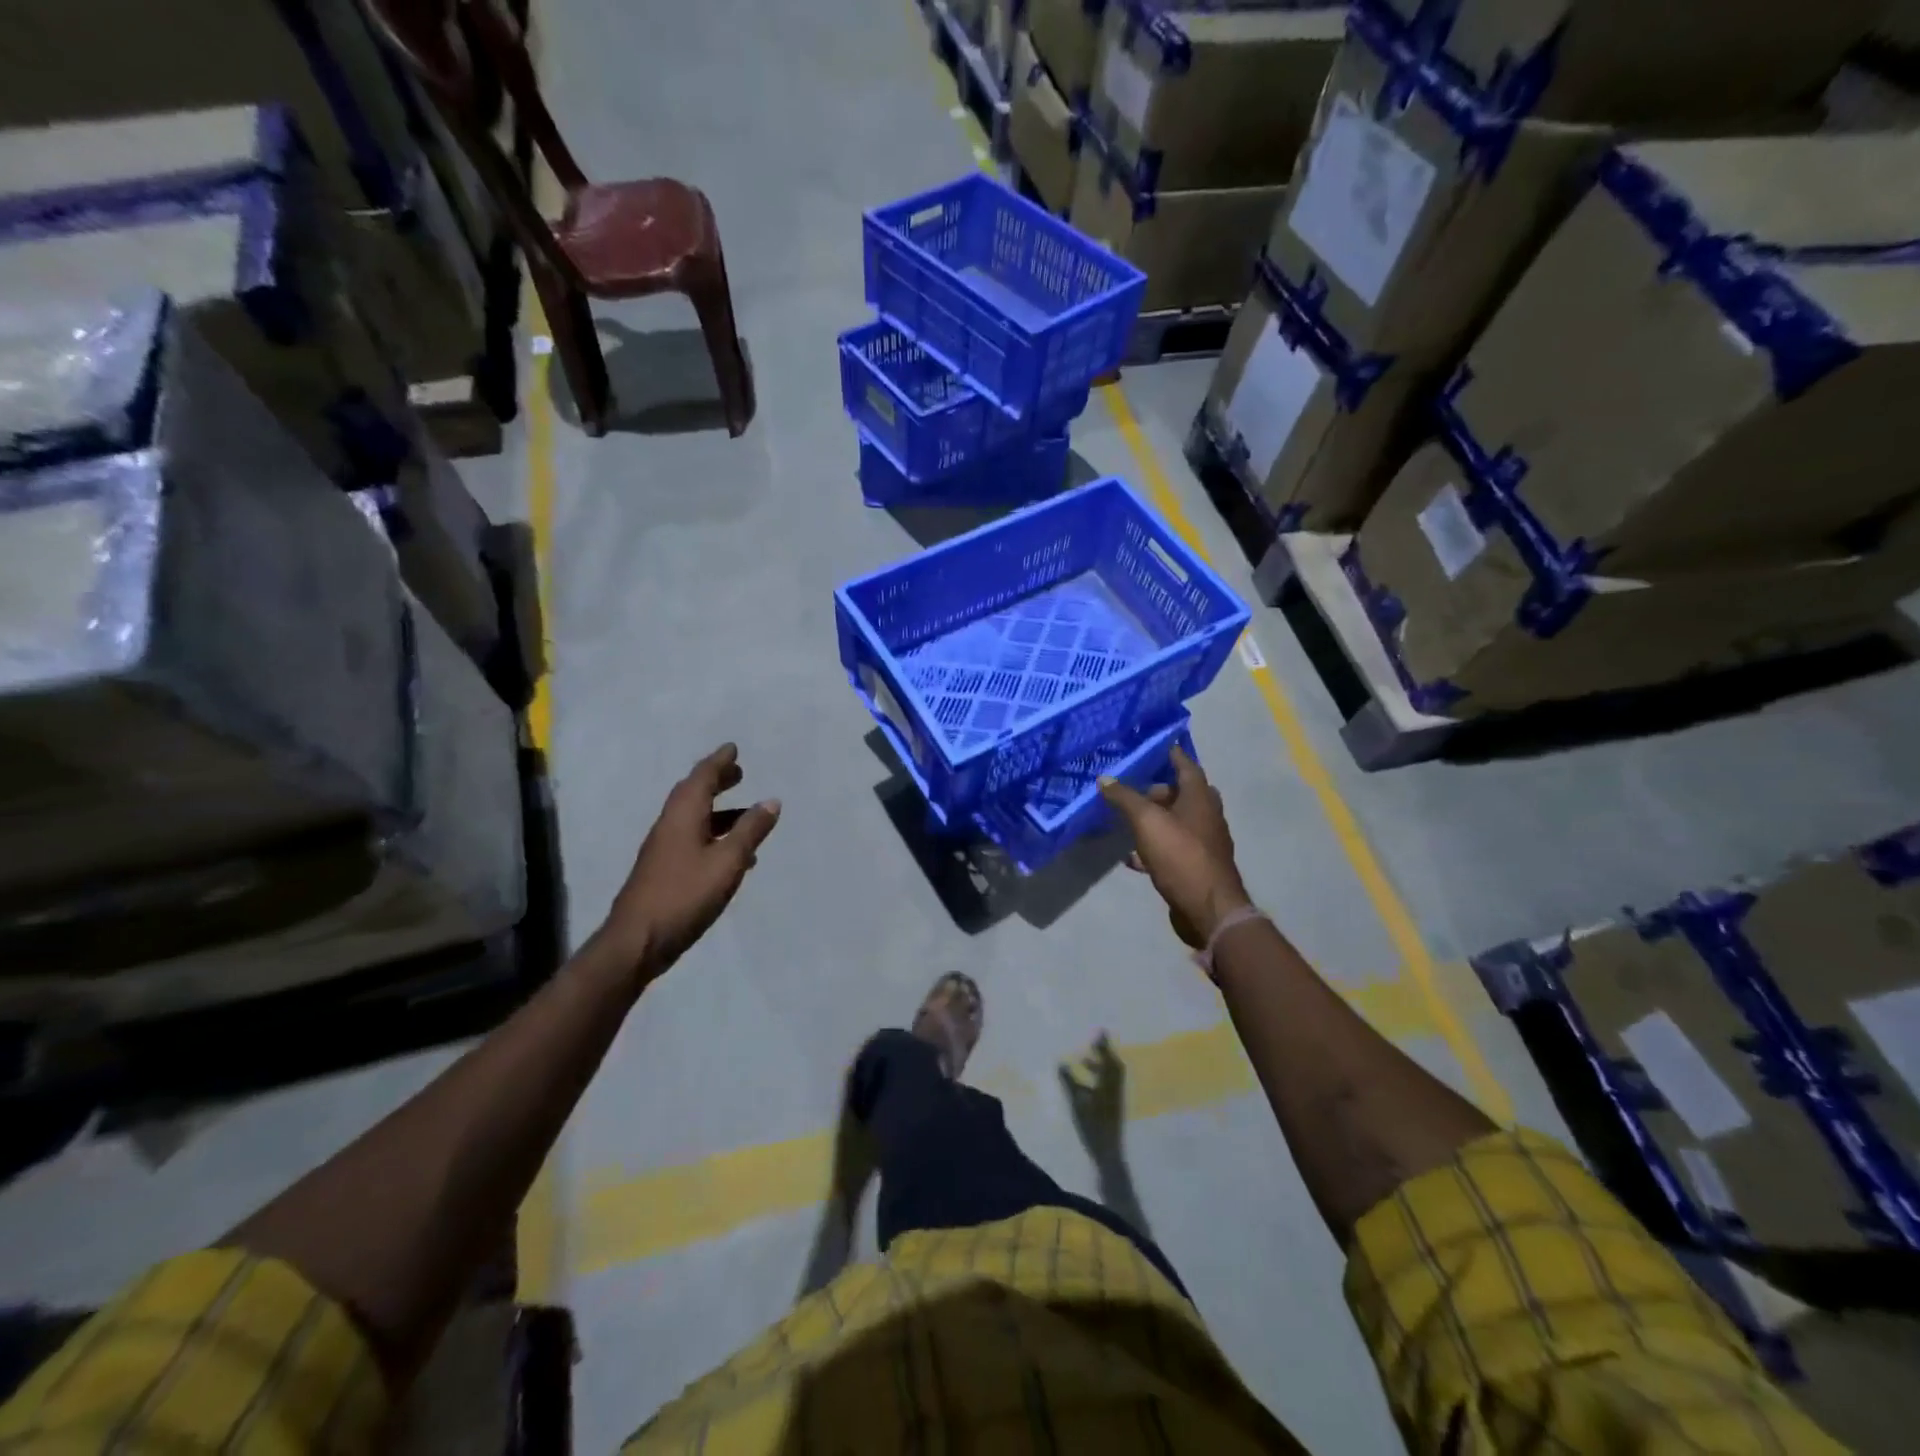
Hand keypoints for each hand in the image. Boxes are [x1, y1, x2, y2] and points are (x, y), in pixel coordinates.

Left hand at [598, 744, 780, 981]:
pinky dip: (714, 835)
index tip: (733, 749)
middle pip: (693, 794)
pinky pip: (693, 839)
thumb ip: (750, 831)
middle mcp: (670, 825)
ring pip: (693, 818)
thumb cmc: (685, 895)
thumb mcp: (728, 862)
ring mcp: (664, 849)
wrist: (636, 941)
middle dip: (716, 781)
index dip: (719, 762)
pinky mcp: (664, 870)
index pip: (702, 778)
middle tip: (738, 773)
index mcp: (683, 816)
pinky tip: (733, 855)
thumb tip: (771, 801)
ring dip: (718, 810)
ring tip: (745, 814)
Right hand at [1059, 1034, 1125, 1165]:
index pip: (1108, 1058)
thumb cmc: (1092, 1126)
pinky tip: (1086, 1084)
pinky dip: (1099, 1077)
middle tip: (1093, 1042)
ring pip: (1111, 1075)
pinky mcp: (1114, 1107)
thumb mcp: (1077, 1103)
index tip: (1099, 1030)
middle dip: (1103, 1053)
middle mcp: (1116, 1087)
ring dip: (1100, 1065)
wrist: (1109, 1153)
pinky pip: (1109, 1084)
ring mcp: (1116, 1098)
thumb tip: (1060, 1062)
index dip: (1103, 1045)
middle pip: (1113, 1065)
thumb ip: (1069, 1081)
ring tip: (1083, 1062)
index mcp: (1109, 1083)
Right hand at [1099, 746, 1250, 948]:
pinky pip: (1172, 848)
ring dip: (1154, 818)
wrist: (1208, 909)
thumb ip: (1125, 798)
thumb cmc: (1181, 855)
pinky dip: (1153, 847)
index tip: (1150, 745)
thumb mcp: (1147, 821)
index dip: (1168, 753)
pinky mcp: (1196, 866)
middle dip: (1157, 789)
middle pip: (1182, 793)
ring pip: (1177, 822)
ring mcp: (1203, 842)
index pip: (1185, 764)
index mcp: (1200, 797)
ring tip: (1127, 819)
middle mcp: (1206, 815)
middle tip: (1132, 787)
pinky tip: (1132, 855)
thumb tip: (1104, 778)